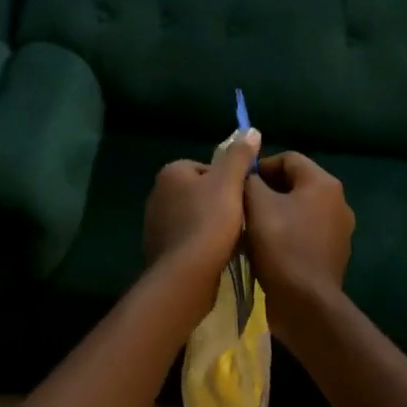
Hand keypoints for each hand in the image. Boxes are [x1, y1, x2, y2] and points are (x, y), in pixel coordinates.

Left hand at [144, 129, 261, 306]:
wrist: (185, 276)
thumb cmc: (208, 222)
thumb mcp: (230, 183)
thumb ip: (239, 156)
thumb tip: (251, 130)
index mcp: (171, 172)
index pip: (207, 169)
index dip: (228, 183)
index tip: (241, 199)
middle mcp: (157, 194)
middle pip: (201, 193)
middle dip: (220, 205)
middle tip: (240, 221)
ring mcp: (155, 223)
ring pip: (194, 218)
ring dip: (211, 227)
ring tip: (231, 241)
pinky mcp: (159, 250)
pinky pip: (187, 241)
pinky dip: (201, 246)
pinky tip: (216, 257)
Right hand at [244, 152, 353, 338]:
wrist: (306, 305)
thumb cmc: (281, 246)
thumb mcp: (256, 205)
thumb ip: (250, 180)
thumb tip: (249, 176)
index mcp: (323, 183)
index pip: (288, 158)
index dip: (261, 166)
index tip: (240, 184)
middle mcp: (338, 201)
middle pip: (296, 183)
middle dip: (268, 190)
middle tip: (242, 204)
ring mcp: (340, 230)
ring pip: (301, 209)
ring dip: (276, 212)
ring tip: (251, 227)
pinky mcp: (335, 254)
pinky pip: (307, 232)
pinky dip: (288, 233)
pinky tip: (268, 248)